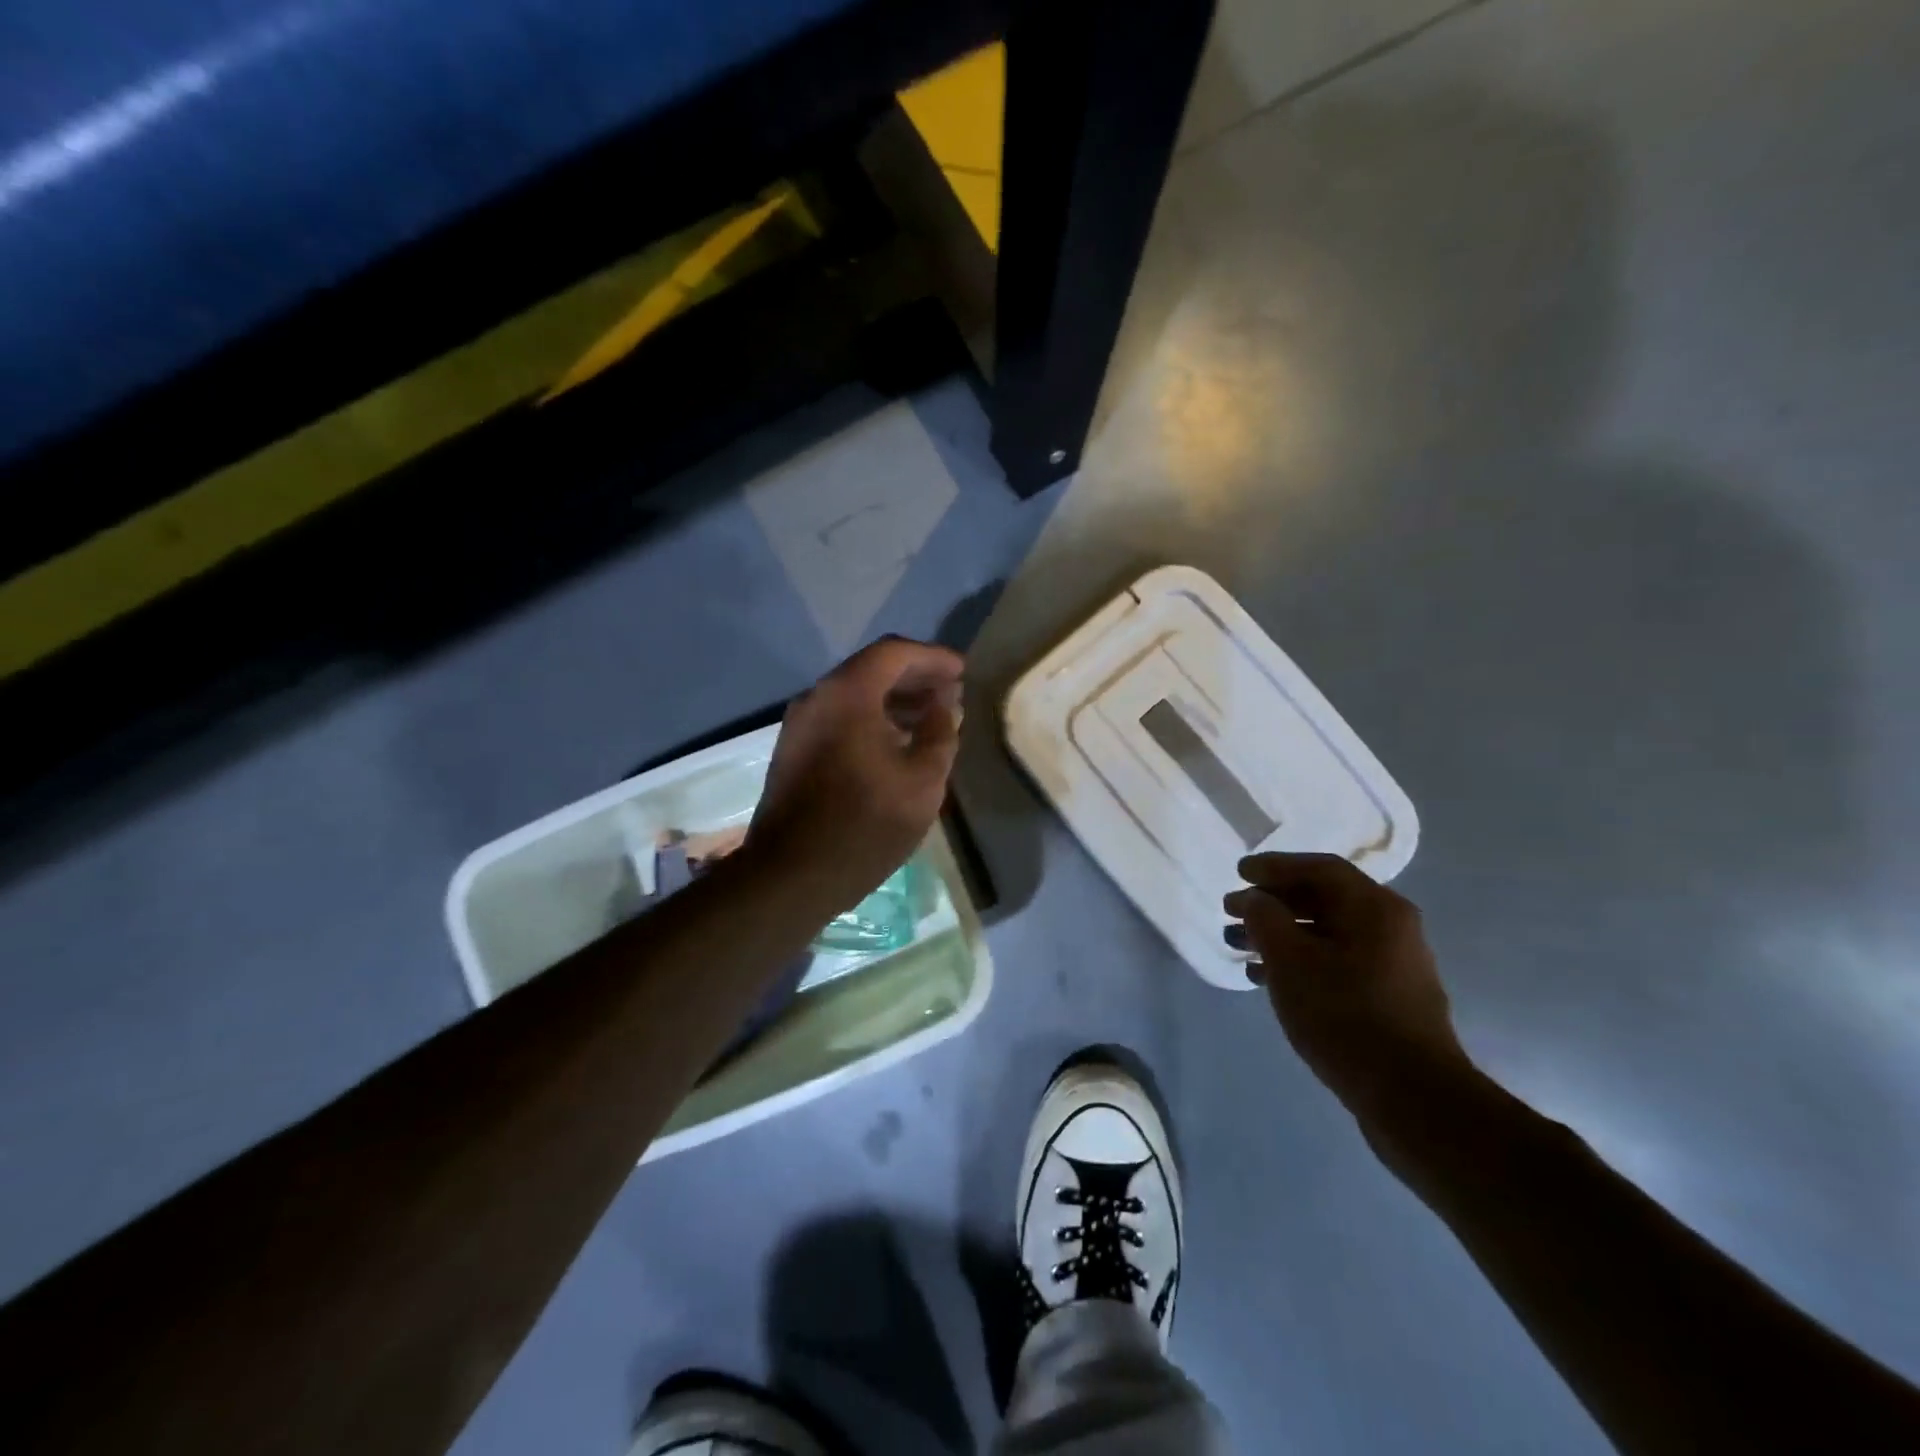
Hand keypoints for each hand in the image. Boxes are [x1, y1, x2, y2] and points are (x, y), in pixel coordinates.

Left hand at [746, 637, 963, 913]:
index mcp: (848, 693)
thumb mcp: (922, 779)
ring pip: (854, 696)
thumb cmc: (866, 824)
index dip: (933, 658)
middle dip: (915, 678)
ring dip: (894, 701)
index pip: (895, 652)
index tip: (963, 672)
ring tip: (932, 719)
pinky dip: (872, 720)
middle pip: (872, 669)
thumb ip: (940, 732)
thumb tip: (944, 706)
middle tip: (951, 693)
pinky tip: (897, 744)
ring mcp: (800, 724)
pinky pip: (839, 719)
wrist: (792, 875)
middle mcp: (817, 697)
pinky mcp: (794, 751)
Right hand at [1225, 853, 1472, 1125]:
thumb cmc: (1345, 1015)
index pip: (1319, 868)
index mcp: (1375, 908)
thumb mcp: (1290, 960)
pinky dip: (1300, 961)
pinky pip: (1336, 961)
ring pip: (1327, 933)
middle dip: (1272, 903)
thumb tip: (1253, 898)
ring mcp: (1393, 964)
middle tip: (1231, 911)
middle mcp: (1391, 927)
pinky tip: (1266, 979)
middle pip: (1323, 899)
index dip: (1274, 866)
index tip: (1238, 873)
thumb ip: (1264, 918)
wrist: (1411, 1098)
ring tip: (1240, 946)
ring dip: (1281, 934)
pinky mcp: (1388, 998)